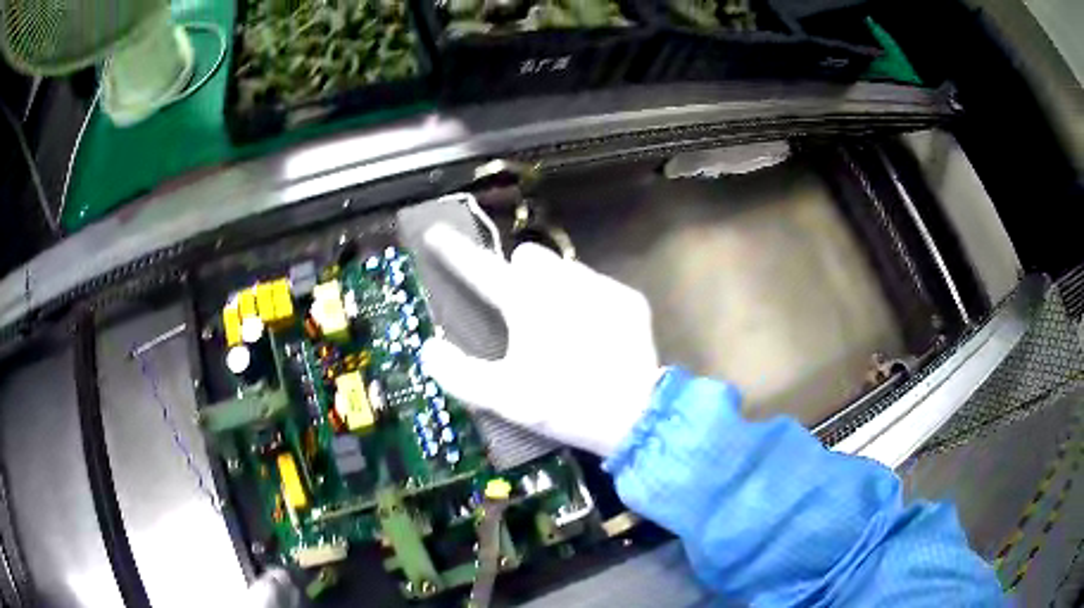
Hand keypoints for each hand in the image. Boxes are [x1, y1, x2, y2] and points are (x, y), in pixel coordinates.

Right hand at [420, 224, 661, 457]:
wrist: (634, 414)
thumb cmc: (563, 403)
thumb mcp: (503, 397)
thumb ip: (457, 373)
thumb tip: (430, 349)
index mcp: (526, 301)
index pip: (480, 266)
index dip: (454, 250)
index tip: (436, 232)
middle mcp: (563, 280)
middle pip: (527, 256)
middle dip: (518, 274)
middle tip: (521, 311)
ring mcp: (600, 285)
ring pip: (564, 268)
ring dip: (553, 287)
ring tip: (561, 327)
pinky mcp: (628, 299)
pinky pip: (597, 285)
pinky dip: (588, 301)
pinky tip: (594, 334)